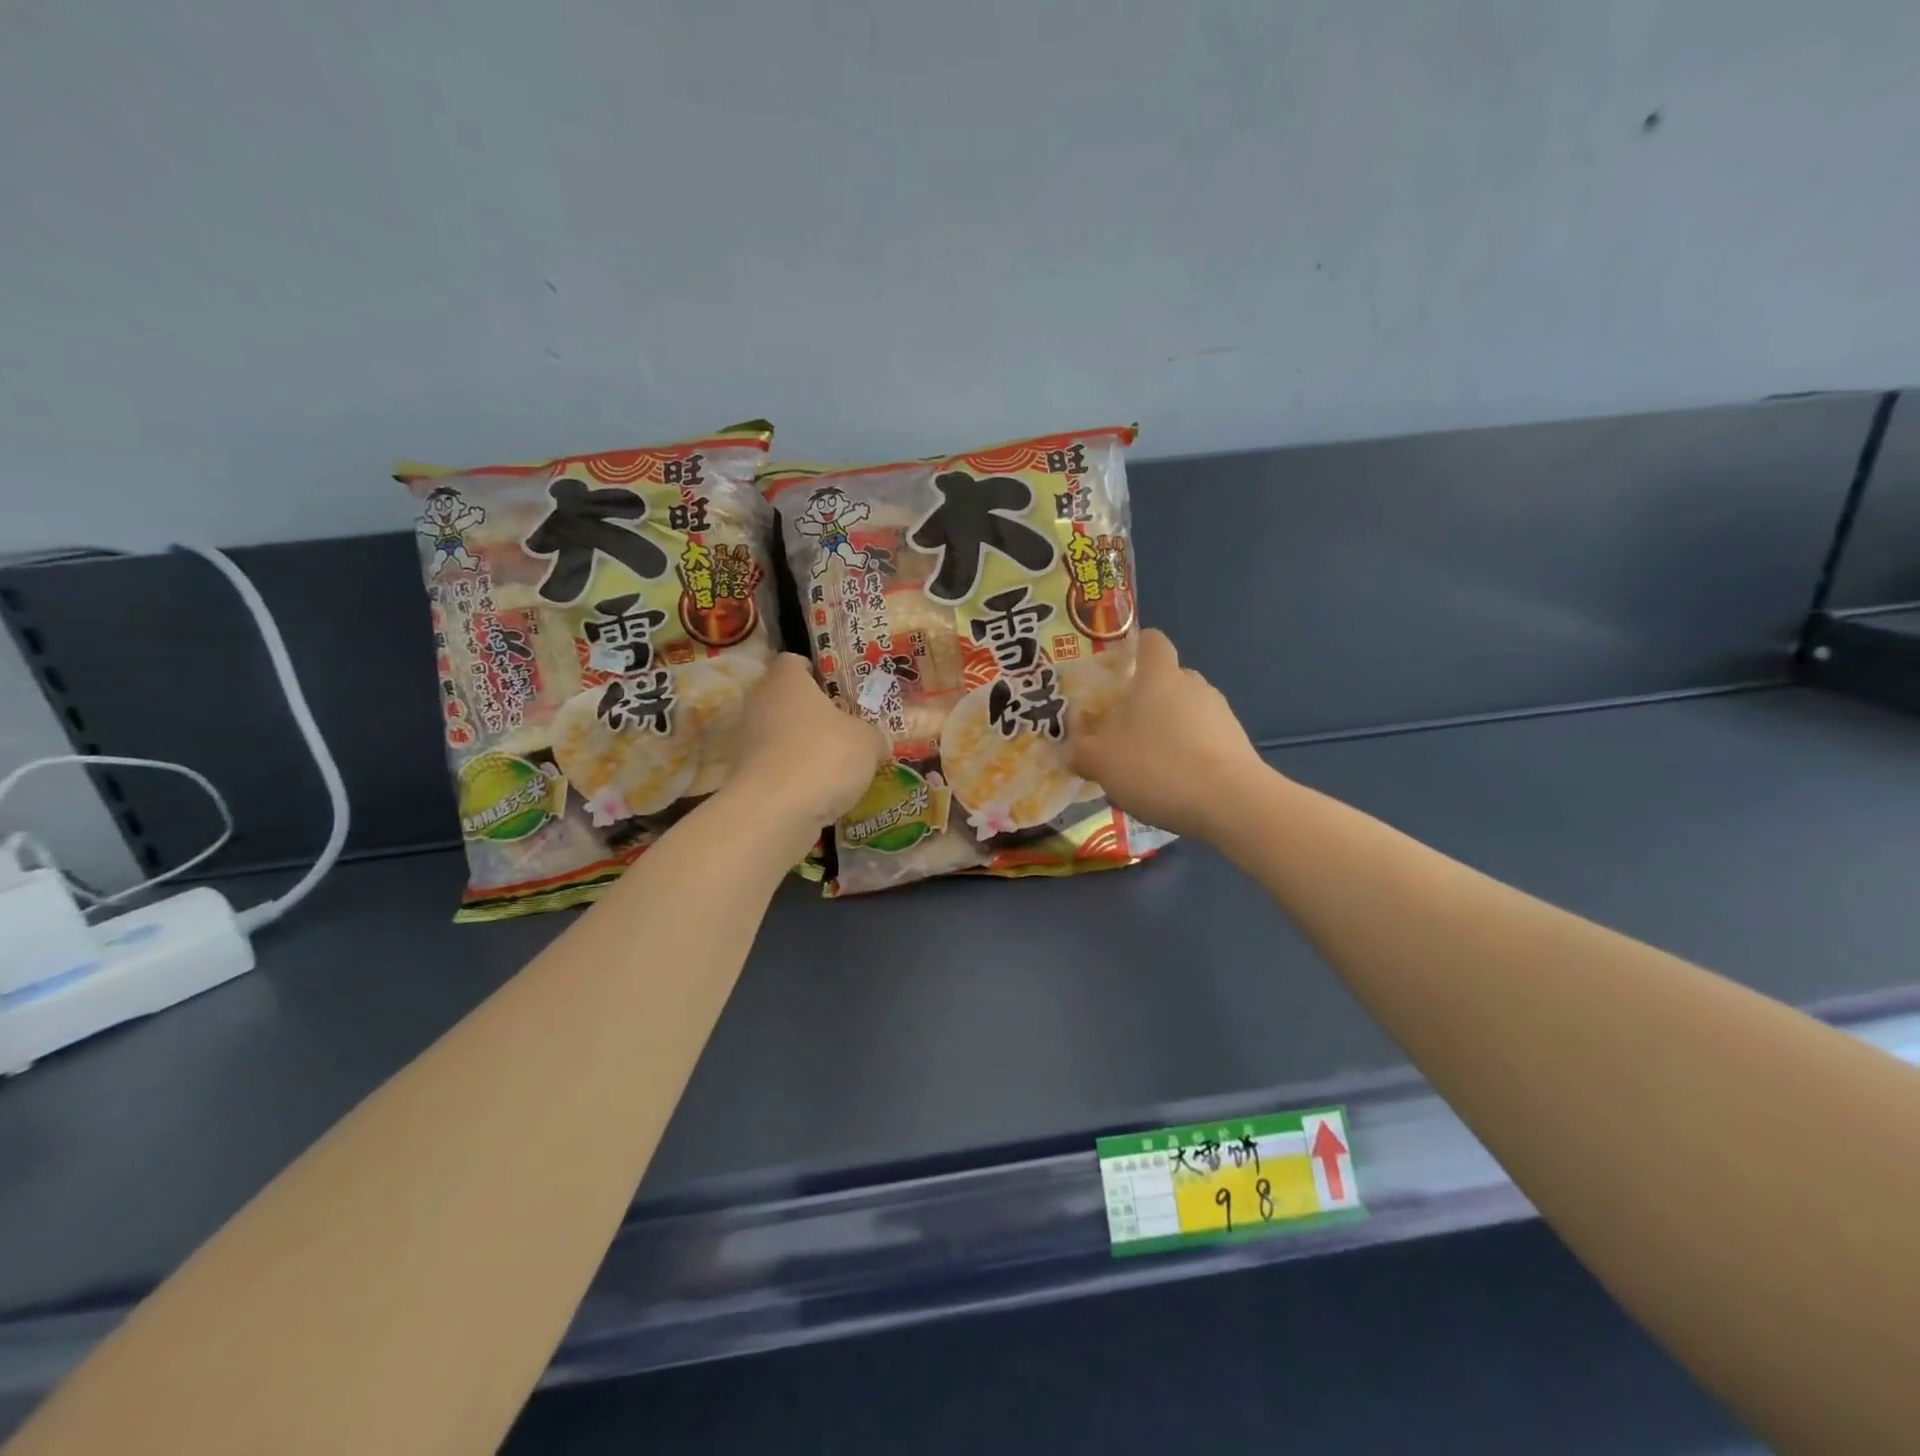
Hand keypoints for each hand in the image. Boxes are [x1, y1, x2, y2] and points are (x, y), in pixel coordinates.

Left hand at [727, 654, 889, 832]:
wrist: (776, 811)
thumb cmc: (824, 756)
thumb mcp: (868, 742)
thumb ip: (874, 737)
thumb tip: (878, 744)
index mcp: (786, 681)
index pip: (792, 661)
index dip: (813, 670)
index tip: (835, 687)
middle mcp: (760, 704)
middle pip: (785, 699)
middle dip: (812, 712)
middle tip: (843, 726)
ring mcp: (748, 742)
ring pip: (780, 735)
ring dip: (803, 746)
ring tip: (837, 763)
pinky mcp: (746, 776)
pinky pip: (777, 767)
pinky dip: (795, 775)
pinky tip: (821, 790)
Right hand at [1070, 629, 1265, 840]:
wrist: (1231, 803)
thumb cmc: (1158, 767)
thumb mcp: (1101, 762)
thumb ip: (1081, 751)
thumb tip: (1072, 748)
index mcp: (1158, 677)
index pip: (1152, 641)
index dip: (1136, 648)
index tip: (1119, 669)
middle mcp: (1193, 685)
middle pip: (1168, 679)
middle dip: (1146, 699)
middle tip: (1123, 730)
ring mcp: (1221, 714)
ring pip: (1187, 711)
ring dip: (1168, 729)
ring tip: (1148, 765)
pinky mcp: (1238, 743)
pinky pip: (1204, 738)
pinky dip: (1188, 753)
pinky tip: (1175, 784)